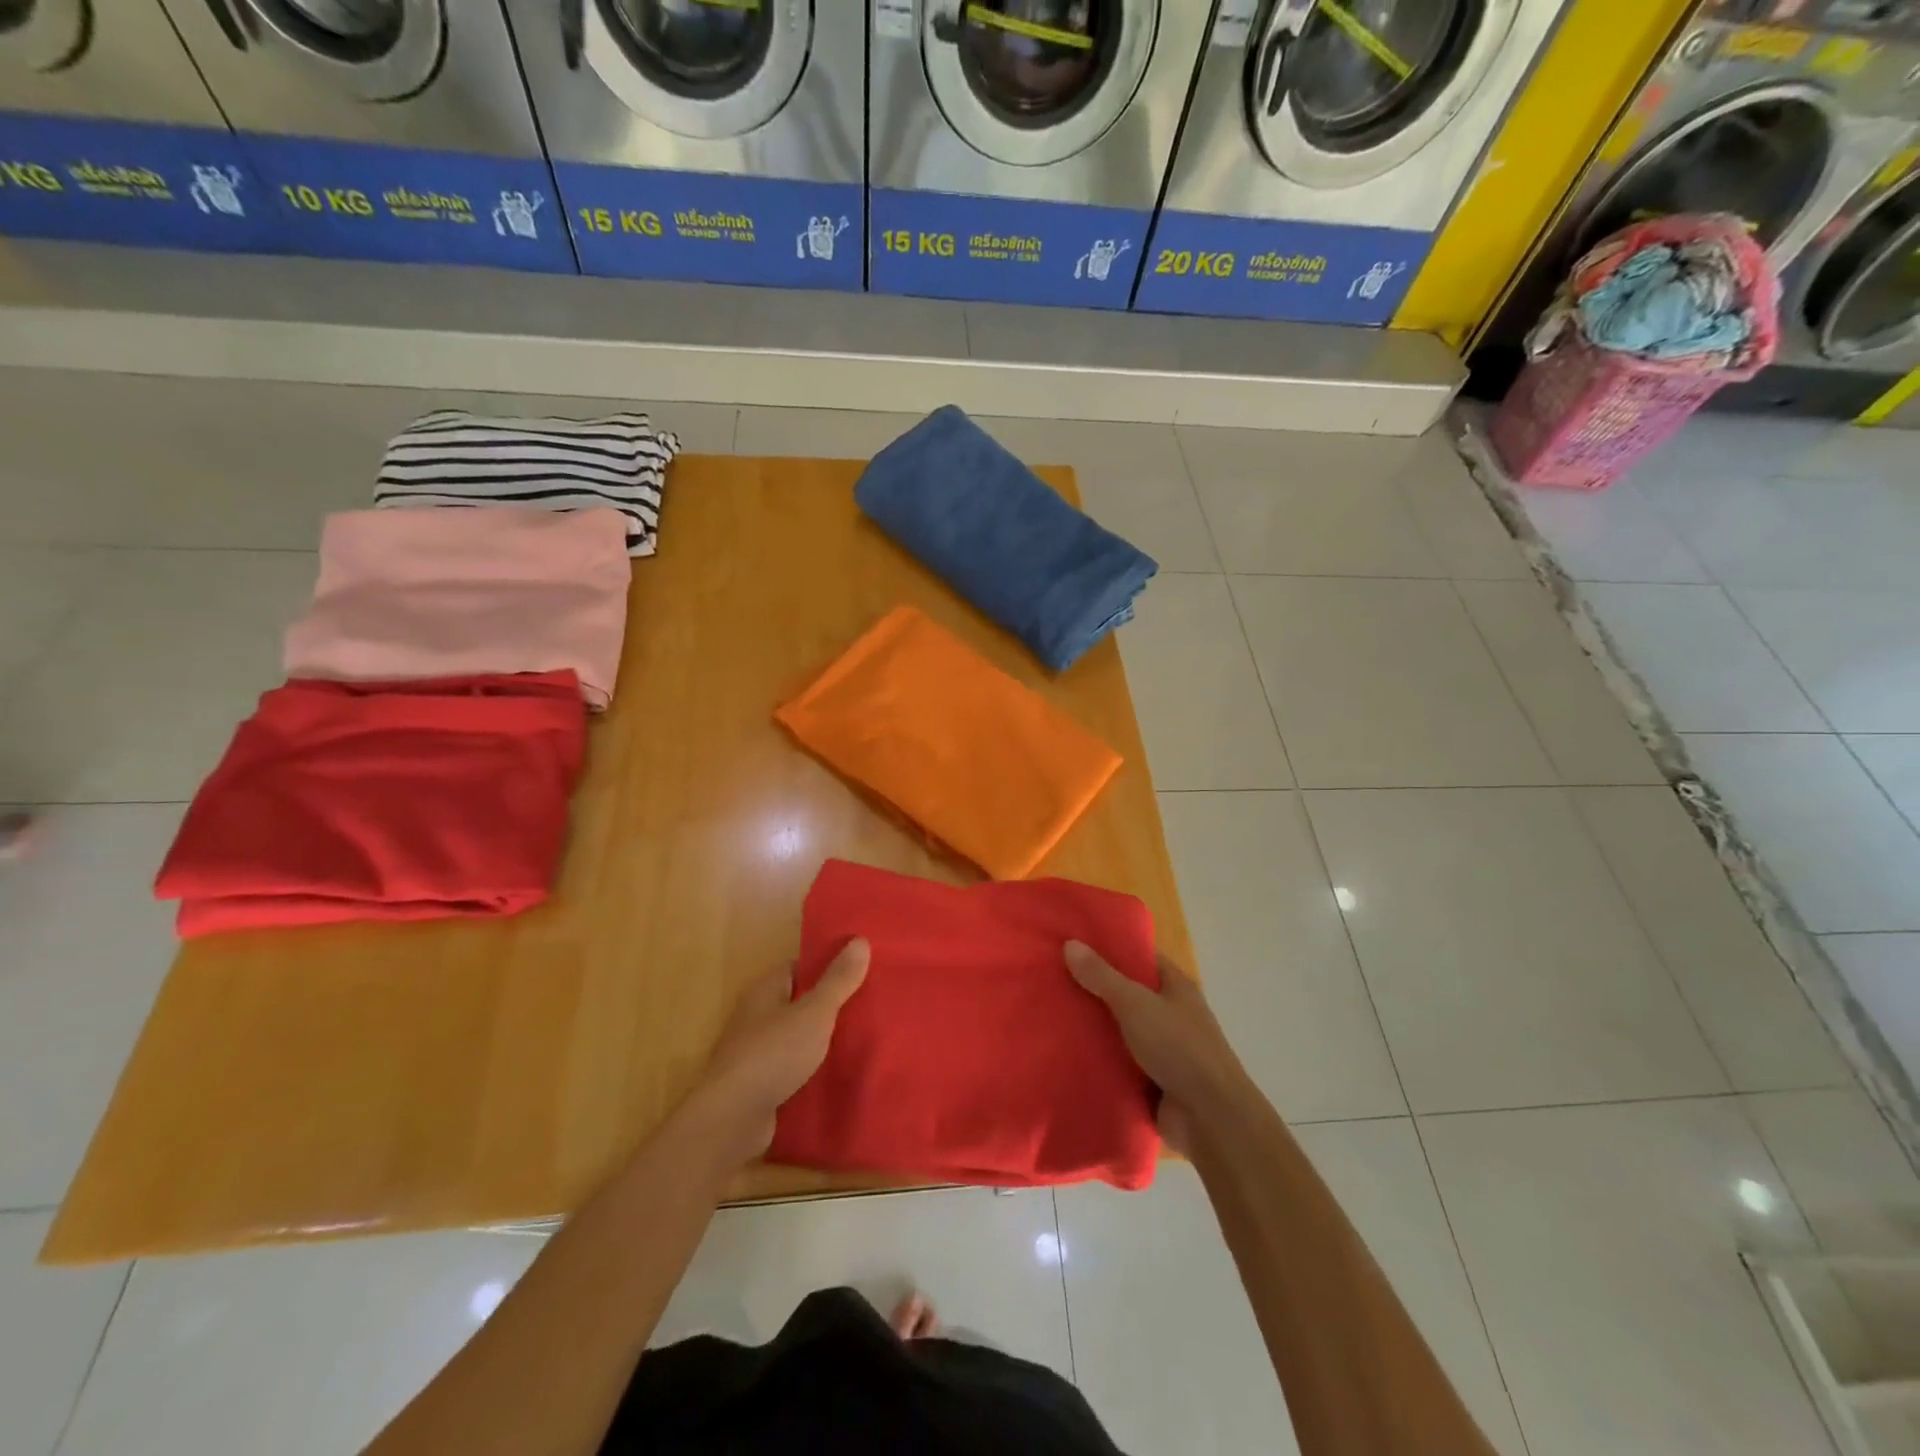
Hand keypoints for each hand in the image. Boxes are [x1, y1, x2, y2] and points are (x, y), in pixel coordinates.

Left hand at [689, 938, 870, 1160]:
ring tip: (863, 1038)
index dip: (828, 967)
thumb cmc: (774, 1053)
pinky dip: (813, 1069)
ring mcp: (756, 1052)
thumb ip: (838, 980)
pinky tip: (840, 1074)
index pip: (799, 967)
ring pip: (798, 1037)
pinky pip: (793, 1067)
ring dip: (823, 1040)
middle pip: (800, 1002)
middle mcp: (756, 1015)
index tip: (861, 970)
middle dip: (831, 1005)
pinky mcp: (760, 1084)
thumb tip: (860, 940)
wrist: (732, 1119)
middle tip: (870, 1005)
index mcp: (765, 989)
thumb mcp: (815, 1012)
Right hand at [1065, 941, 1250, 1156]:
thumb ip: (1102, 976)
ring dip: (1093, 1027)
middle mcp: (1170, 1013)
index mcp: (1175, 987)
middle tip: (1052, 979)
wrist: (1210, 1118)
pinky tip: (1065, 1052)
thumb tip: (1070, 943)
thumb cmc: (1178, 1047)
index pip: (1140, 958)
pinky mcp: (1151, 1080)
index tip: (1073, 944)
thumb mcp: (1136, 1004)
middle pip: (1126, 993)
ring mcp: (1162, 1048)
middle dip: (1093, 989)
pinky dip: (1098, 1058)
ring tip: (1050, 1014)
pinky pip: (1119, 1062)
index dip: (1109, 949)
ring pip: (1120, 1029)